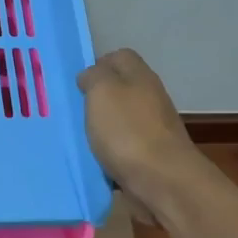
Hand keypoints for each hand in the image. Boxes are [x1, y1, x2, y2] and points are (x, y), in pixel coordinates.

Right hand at [77, 49, 205, 217]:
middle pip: (121, 88)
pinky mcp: (152, 155)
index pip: (120, 56)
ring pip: (121, 118)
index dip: (98, 65)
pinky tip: (96, 159)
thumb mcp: (102, 91)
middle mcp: (150, 97)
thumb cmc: (127, 131)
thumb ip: (94, 76)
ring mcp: (154, 127)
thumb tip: (91, 77)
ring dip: (102, 126)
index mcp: (140, 76)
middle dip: (97, 98)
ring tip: (80, 137)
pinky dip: (110, 150)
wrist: (163, 181)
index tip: (78, 84)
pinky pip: (124, 145)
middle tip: (74, 112)